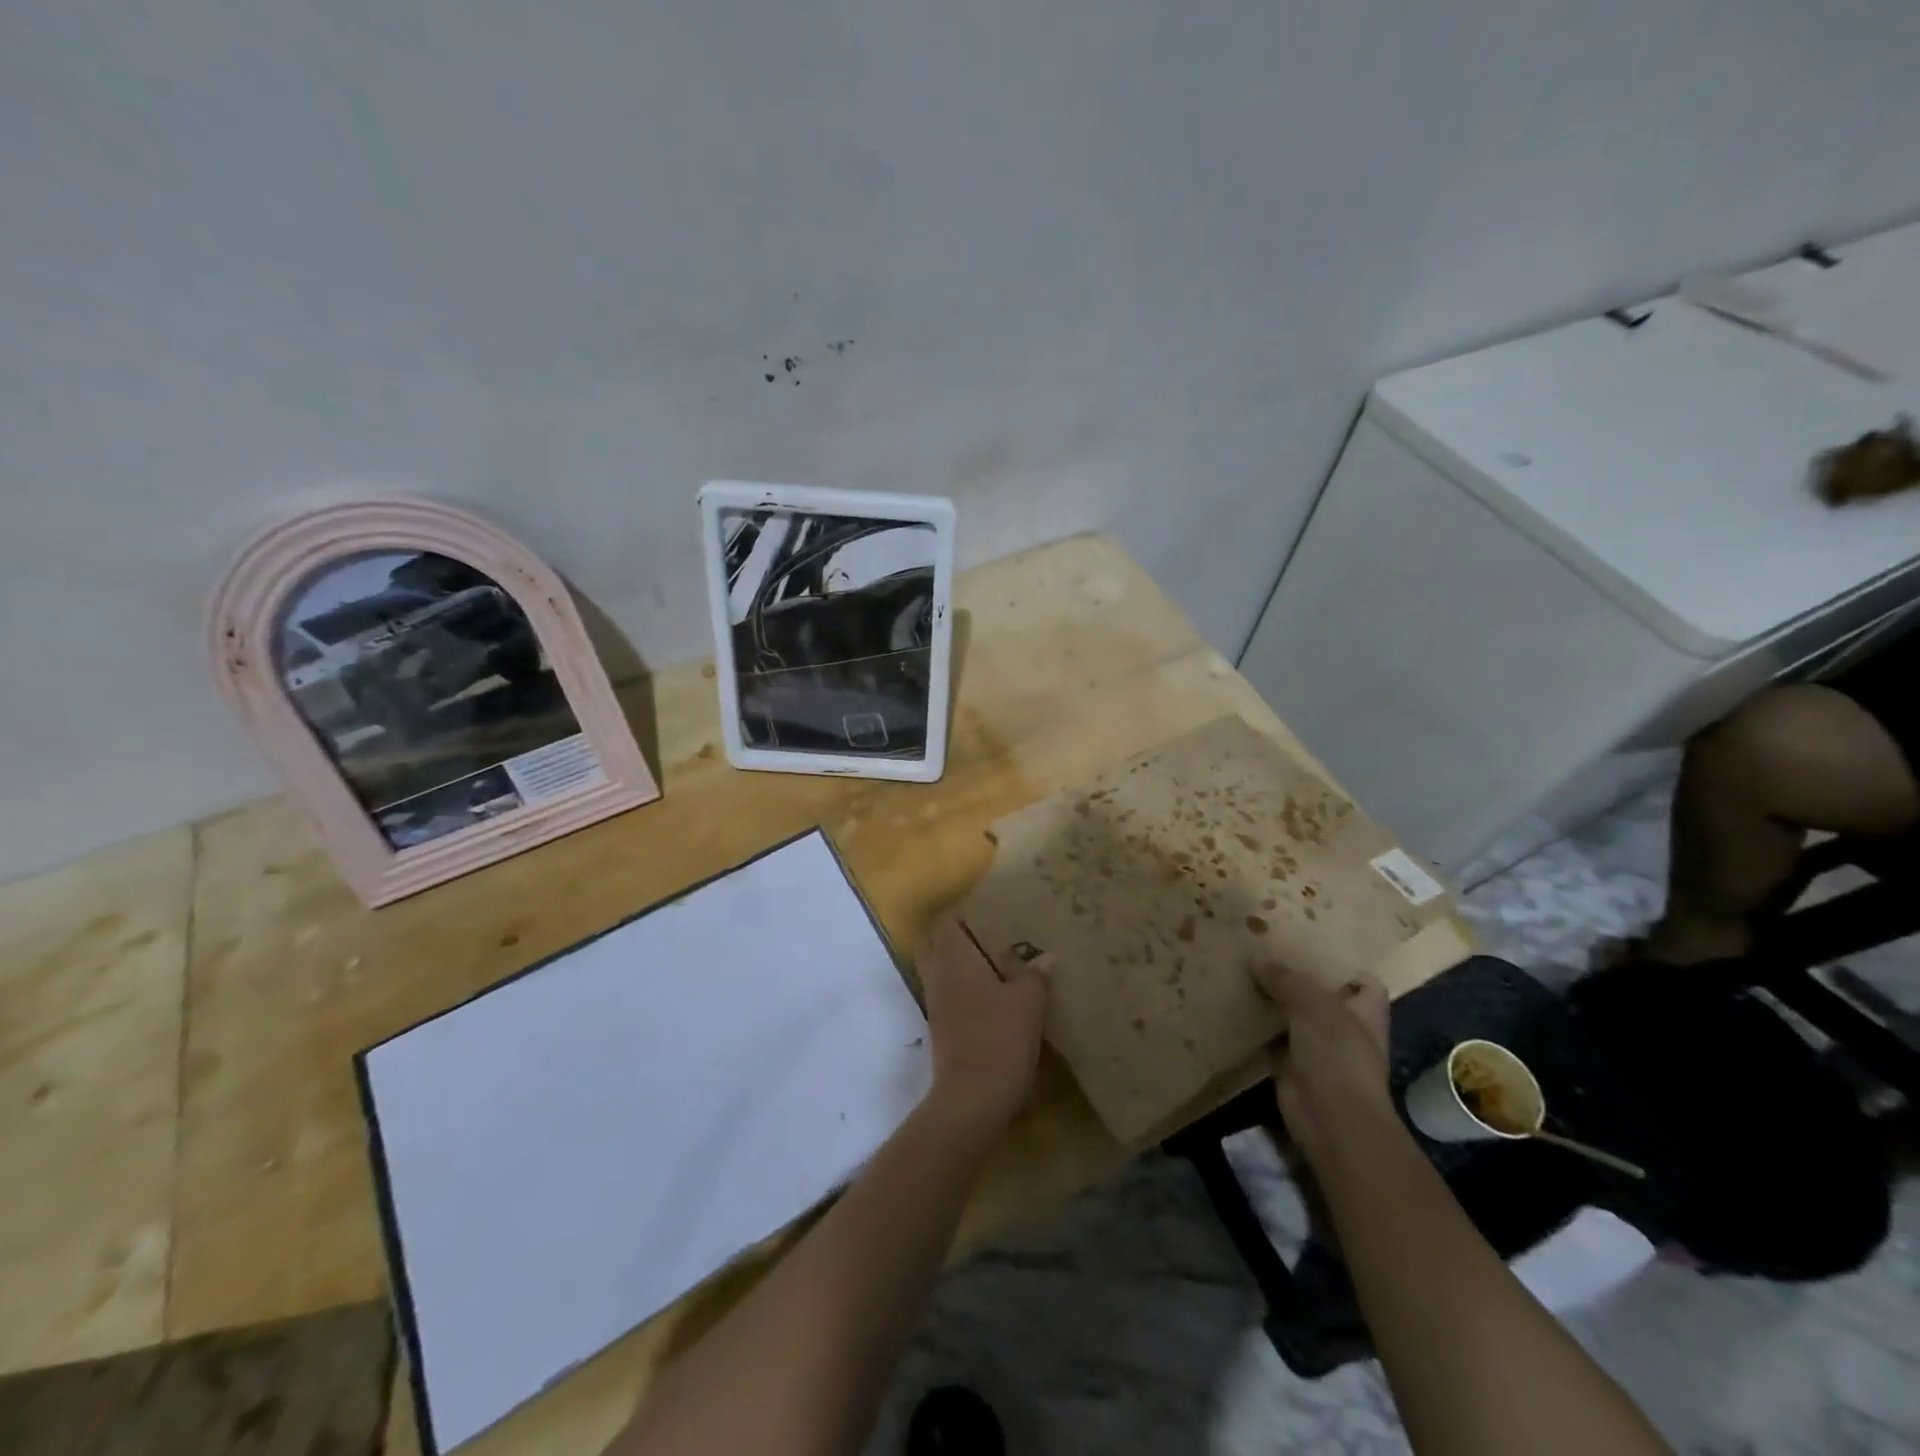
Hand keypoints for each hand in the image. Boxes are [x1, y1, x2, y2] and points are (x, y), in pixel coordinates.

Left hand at [913, 911, 1049, 1130]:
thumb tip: (1045, 957)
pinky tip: (993, 997)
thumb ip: (1036, 974)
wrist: (972, 1097)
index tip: (991, 913)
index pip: (946, 921)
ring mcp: (935, 1003)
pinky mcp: (940, 1028)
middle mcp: (937, 974)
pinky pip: (947, 994)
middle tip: (991, 937)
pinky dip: (963, 989)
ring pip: (940, 970)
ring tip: (997, 965)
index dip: (964, 913)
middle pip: (935, 943)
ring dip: (961, 965)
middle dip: (957, 937)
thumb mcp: (1029, 1002)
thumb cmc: (999, 1036)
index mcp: (953, 957)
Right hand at [1250, 961, 1393, 1160]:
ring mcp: (1318, 1049)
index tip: (1309, 944)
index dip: (1342, 964)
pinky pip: (1270, 1038)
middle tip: (1262, 949)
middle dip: (1295, 977)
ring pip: (1292, 1015)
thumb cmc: (1337, 1055)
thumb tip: (1256, 959)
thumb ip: (1286, 979)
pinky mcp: (1291, 1066)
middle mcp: (1345, 1028)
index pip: (1362, 981)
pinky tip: (1232, 1004)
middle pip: (1320, 995)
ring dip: (1271, 1000)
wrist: (1331, 1119)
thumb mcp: (1314, 1005)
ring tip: (1241, 969)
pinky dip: (1255, 1026)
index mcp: (1365, 1011)